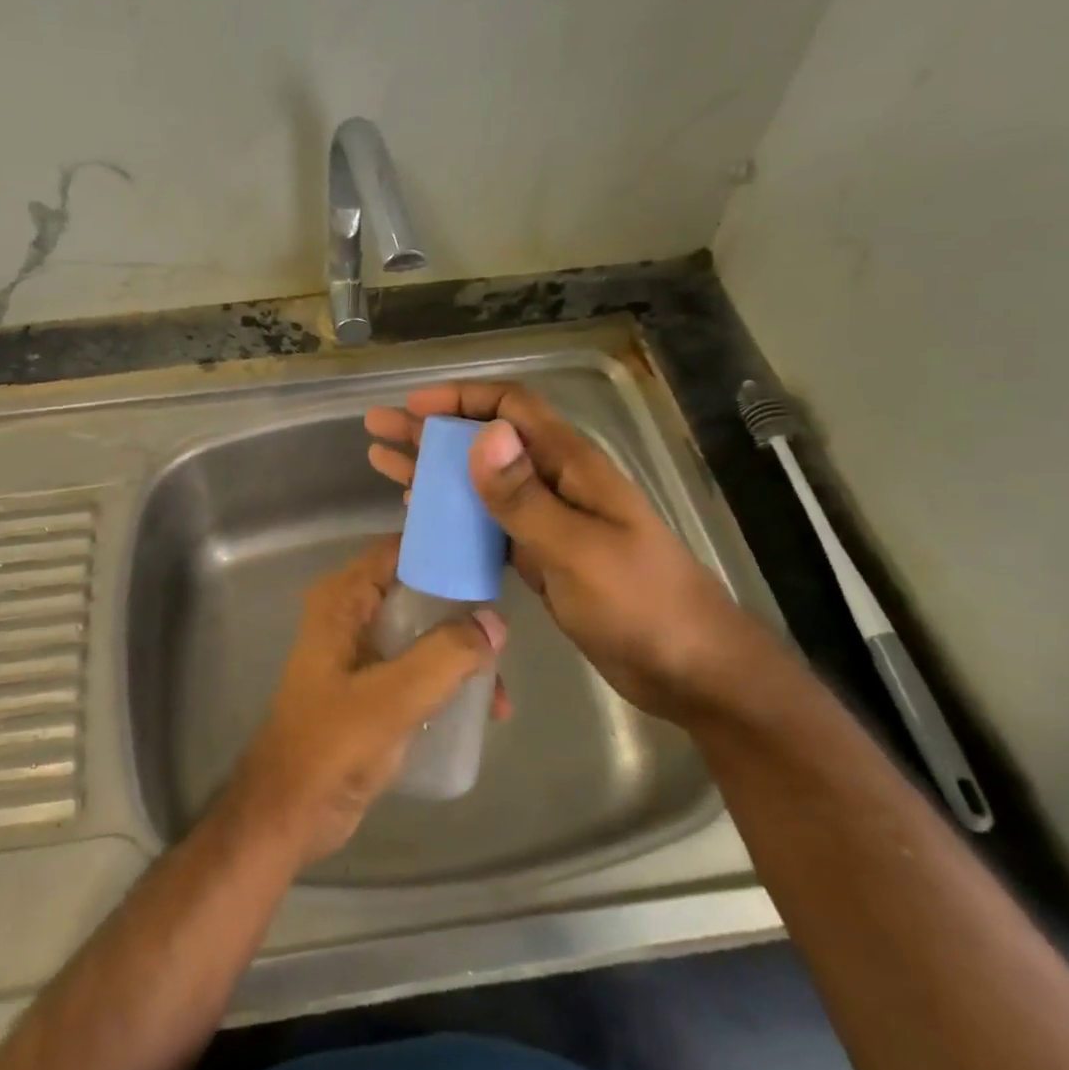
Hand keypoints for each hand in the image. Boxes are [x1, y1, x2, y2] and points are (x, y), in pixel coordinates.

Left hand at [225, 538, 505, 867]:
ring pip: (423, 632)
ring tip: (500, 694)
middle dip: (464, 611)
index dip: (443, 549)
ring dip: (462, 654)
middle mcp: (350, 614)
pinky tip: (482, 711)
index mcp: (343, 600)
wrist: (289, 813)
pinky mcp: (371, 686)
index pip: (399, 550)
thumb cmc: (331, 746)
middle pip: (418, 590)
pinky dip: (448, 680)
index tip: (493, 558)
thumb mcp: (393, 697)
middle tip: (508, 633)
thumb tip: (494, 621)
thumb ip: (445, 655)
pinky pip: (419, 666)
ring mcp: (360, 651)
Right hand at [366, 383, 766, 722]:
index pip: (512, 409)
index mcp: (572, 466)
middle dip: (431, 431)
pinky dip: (451, 513)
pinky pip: (486, 523)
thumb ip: (525, 497)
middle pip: (486, 441)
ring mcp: (548, 521)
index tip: (412, 407)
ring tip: (383, 462)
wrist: (689, 669)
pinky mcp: (540, 556)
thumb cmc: (642, 604)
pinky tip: (419, 513)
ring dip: (433, 469)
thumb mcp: (579, 549)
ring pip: (480, 482)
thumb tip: (482, 435)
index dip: (461, 400)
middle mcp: (556, 483)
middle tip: (378, 429)